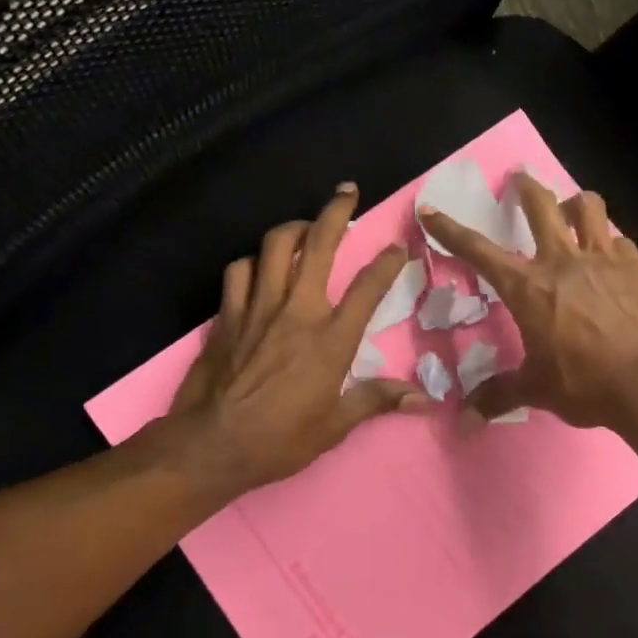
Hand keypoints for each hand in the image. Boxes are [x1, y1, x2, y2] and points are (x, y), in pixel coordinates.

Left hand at [165, 183, 425, 501]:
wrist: (213, 445)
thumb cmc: (280, 440)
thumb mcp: (336, 426)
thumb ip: (377, 400)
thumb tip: (424, 400)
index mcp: (331, 339)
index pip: (368, 288)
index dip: (388, 262)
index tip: (398, 247)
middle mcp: (297, 311)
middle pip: (319, 245)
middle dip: (336, 212)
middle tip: (347, 192)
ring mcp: (258, 307)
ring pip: (275, 246)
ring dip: (293, 229)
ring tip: (304, 227)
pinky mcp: (227, 314)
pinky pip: (240, 270)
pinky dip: (252, 262)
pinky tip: (259, 267)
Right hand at [420, 176, 637, 435]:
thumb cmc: (585, 382)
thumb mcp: (536, 389)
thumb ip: (498, 394)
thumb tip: (465, 418)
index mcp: (528, 287)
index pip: (478, 251)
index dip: (449, 230)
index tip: (430, 210)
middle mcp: (563, 261)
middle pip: (541, 205)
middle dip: (525, 188)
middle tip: (520, 178)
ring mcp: (605, 259)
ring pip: (589, 208)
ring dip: (576, 203)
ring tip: (572, 209)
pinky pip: (621, 241)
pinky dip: (611, 244)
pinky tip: (613, 259)